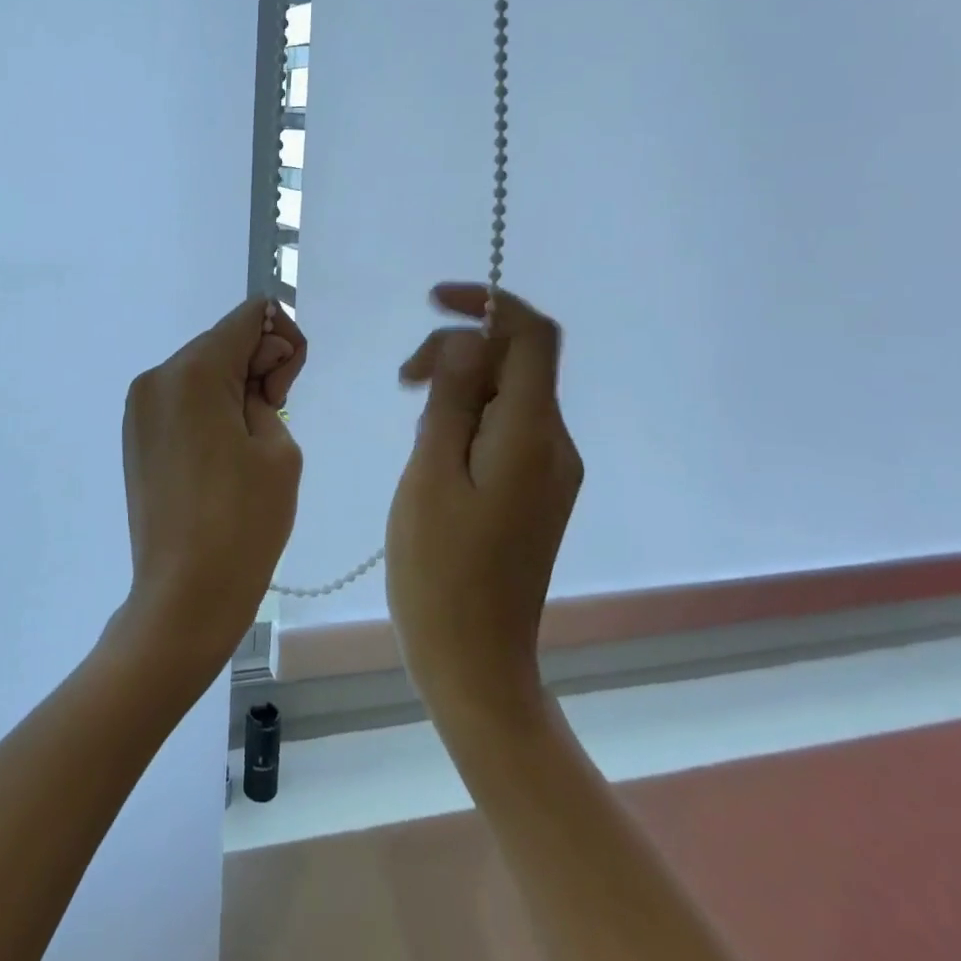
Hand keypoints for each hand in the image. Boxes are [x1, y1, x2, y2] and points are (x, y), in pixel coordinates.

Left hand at [116, 297, 305, 680]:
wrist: (184, 597)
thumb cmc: (243, 522)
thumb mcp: (279, 447)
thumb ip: (269, 389)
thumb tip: (254, 374)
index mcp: (193, 373)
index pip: (247, 318)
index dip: (281, 339)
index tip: (286, 388)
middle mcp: (156, 378)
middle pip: (220, 342)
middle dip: (257, 363)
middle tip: (276, 414)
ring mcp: (139, 408)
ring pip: (200, 371)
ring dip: (233, 387)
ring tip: (250, 441)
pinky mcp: (136, 436)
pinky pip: (181, 400)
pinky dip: (208, 408)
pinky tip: (223, 451)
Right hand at [386, 284, 582, 725]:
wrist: (474, 660)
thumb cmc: (439, 568)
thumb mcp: (431, 472)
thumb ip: (454, 398)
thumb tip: (470, 339)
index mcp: (532, 435)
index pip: (532, 336)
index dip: (489, 303)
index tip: (436, 300)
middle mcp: (555, 445)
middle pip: (518, 362)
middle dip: (462, 350)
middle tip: (405, 380)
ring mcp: (549, 471)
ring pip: (510, 395)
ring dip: (462, 384)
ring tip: (414, 414)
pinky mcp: (535, 492)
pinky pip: (507, 429)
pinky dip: (471, 416)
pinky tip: (434, 446)